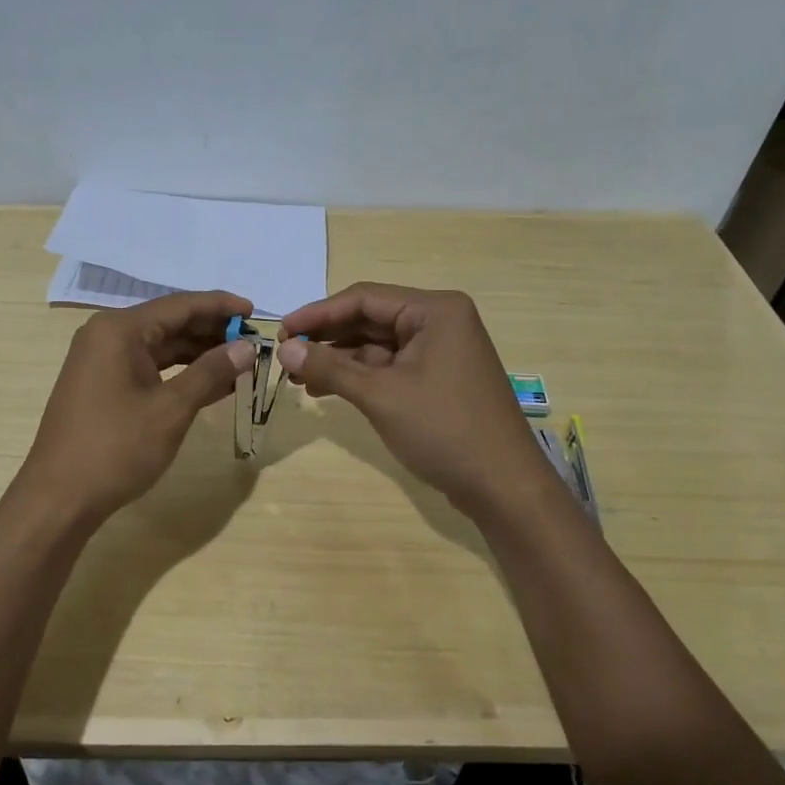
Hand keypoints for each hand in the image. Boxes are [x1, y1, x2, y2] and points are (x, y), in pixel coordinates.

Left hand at [20, 290, 254, 525]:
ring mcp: (101, 360)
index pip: (180, 305)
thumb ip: (211, 372)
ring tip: (239, 362)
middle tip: (253, 341)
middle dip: (211, 331)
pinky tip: (210, 384)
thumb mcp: (171, 409)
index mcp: (120, 330)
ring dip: (198, 354)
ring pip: (160, 346)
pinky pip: (148, 367)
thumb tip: (247, 348)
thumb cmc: (117, 448)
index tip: (255, 311)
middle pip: (169, 322)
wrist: (60, 497)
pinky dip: (179, 373)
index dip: (220, 306)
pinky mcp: (101, 384)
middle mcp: (107, 335)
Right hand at [277, 283, 549, 520]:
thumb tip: (283, 349)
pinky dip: (359, 376)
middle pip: (370, 319)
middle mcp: (440, 321)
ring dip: (339, 360)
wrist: (503, 485)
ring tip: (298, 379)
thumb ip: (329, 368)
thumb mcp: (380, 395)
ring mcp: (440, 350)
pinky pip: (390, 366)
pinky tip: (326, 390)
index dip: (318, 314)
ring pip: (377, 345)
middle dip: (327, 338)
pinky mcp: (438, 377)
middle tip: (286, 356)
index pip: (364, 298)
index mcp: (435, 310)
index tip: (281, 332)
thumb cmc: (444, 429)